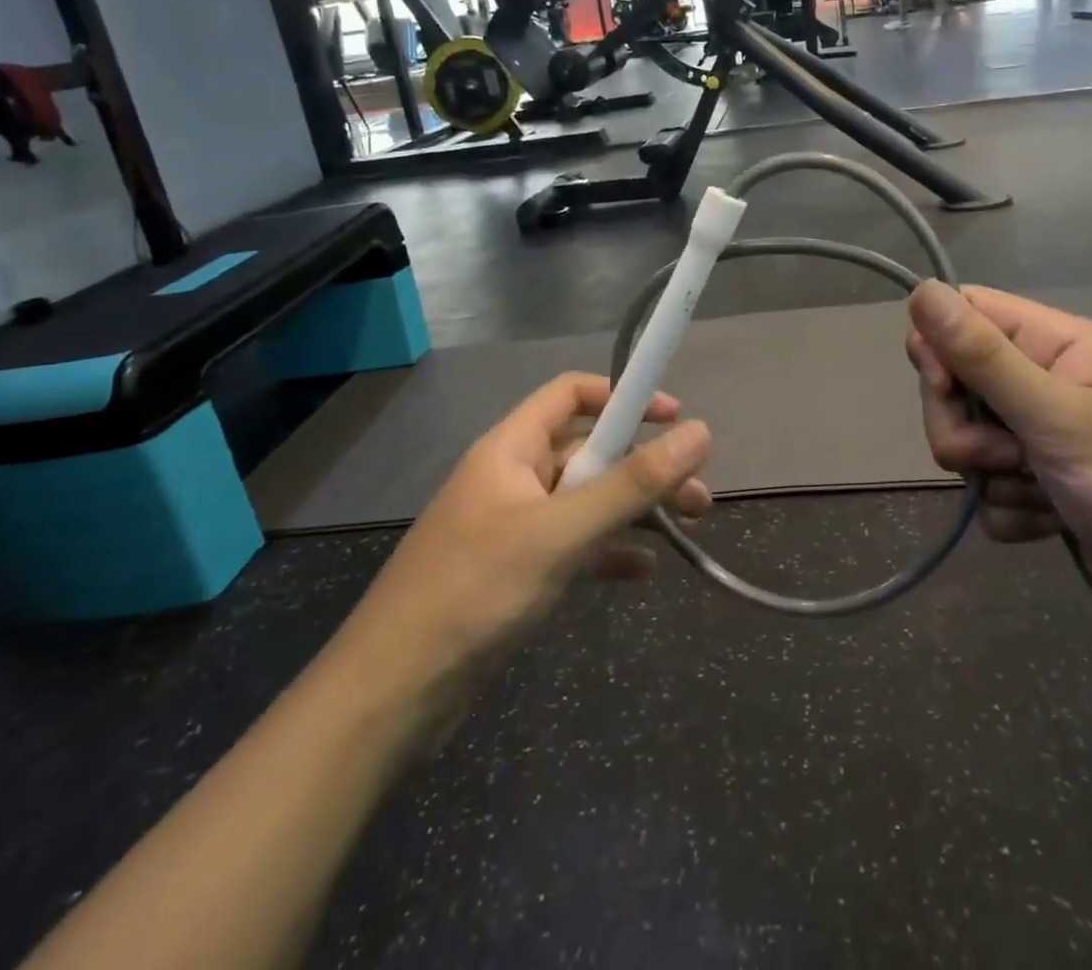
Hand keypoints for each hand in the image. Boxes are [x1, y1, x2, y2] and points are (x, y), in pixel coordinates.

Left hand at [328, 373, 711, 705]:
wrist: (391, 696)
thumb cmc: (476, 592)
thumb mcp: (561, 533)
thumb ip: (632, 483)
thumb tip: (700, 432)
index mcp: (510, 450)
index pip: (570, 394)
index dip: (623, 396)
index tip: (673, 417)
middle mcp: (512, 478)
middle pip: (589, 452)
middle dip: (644, 467)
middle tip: (698, 496)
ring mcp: (513, 527)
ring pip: (586, 502)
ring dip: (636, 510)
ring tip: (689, 528)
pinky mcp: (516, 573)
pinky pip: (574, 546)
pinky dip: (610, 551)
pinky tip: (644, 572)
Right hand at [905, 282, 1091, 682]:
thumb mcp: (1062, 418)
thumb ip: (984, 357)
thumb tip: (921, 290)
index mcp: (1060, 347)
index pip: (969, 314)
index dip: (941, 347)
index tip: (945, 390)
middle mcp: (1050, 386)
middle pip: (958, 383)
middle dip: (964, 426)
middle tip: (1006, 454)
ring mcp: (1050, 442)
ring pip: (971, 443)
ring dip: (992, 476)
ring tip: (1045, 496)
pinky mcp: (1051, 494)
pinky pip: (993, 493)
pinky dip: (1014, 513)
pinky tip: (1055, 527)